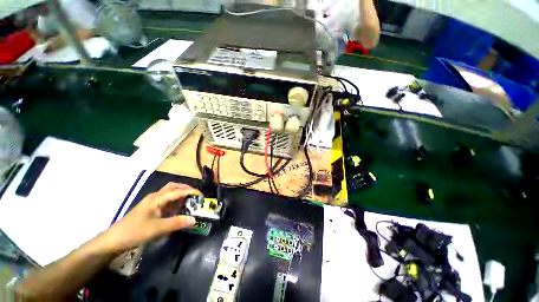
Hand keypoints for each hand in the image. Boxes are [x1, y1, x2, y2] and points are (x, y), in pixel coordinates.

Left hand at [101, 183, 200, 252]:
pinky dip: (175, 202)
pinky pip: (166, 201)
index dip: (191, 192)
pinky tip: (178, 209)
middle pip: (173, 187)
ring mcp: (152, 202)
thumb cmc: (134, 232)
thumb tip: (195, 219)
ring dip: (181, 194)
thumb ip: (176, 223)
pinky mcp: (151, 209)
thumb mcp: (157, 229)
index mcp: (157, 198)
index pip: (178, 191)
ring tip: (190, 201)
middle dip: (186, 189)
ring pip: (170, 193)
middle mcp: (155, 197)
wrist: (113, 240)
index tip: (202, 196)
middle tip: (196, 196)